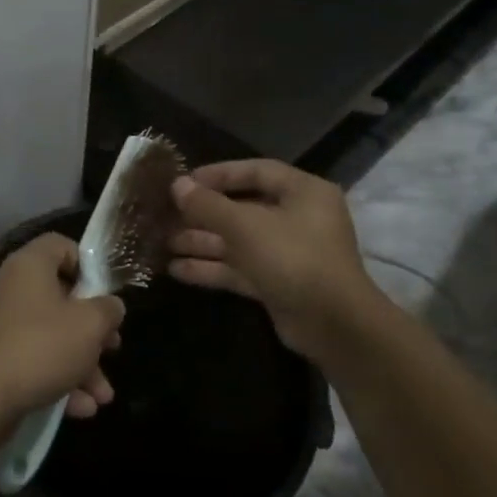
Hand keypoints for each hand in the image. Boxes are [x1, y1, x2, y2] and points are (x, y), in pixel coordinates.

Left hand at [0, 233, 124, 422]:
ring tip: (103, 396)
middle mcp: (12, 288)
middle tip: (113, 348)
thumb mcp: (89, 325)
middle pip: (62, 297)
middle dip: (93, 329)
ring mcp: (2, 325)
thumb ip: (108, 310)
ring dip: (82, 364)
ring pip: (52, 336)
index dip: (88, 264)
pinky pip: (35, 361)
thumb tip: (111, 305)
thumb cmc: (41, 346)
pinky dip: (58, 380)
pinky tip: (81, 408)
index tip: (105, 293)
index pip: (60, 245)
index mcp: (30, 265)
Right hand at [168, 160, 387, 356]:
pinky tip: (176, 269)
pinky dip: (212, 268)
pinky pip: (240, 268)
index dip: (219, 174)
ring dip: (202, 241)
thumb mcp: (245, 226)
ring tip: (163, 242)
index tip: (185, 180)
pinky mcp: (278, 283)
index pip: (256, 171)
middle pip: (243, 208)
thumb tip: (177, 185)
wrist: (333, 325)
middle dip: (203, 213)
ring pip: (238, 241)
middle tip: (166, 214)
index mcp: (303, 192)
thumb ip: (208, 205)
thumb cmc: (293, 258)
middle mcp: (298, 218)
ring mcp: (288, 253)